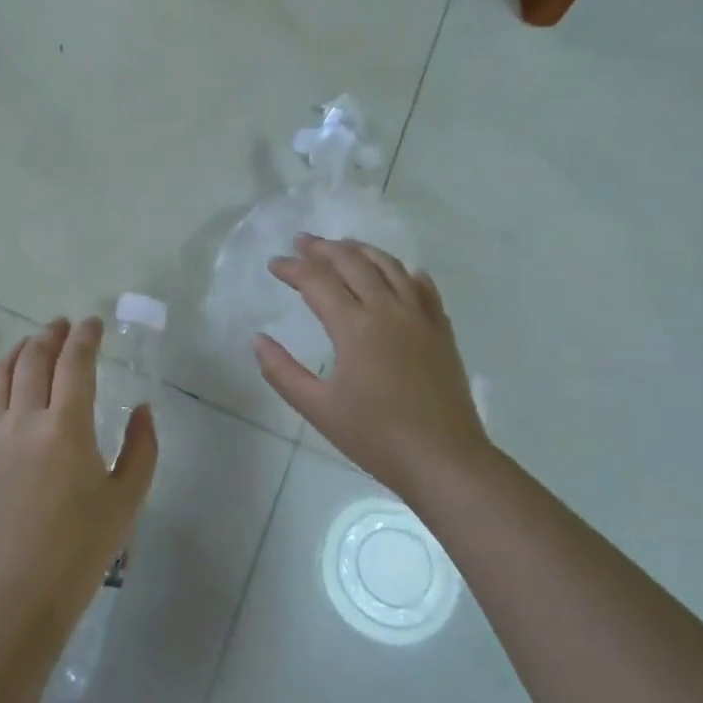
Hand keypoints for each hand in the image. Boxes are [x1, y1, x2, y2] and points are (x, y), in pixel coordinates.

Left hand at [0, 317, 158, 638]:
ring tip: (31, 344)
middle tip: (63, 326)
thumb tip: (143, 409)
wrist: (17, 596)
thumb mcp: (127, 500)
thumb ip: (142, 448)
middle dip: (50, 335)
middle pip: (33, 358)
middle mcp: (23, 420)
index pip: (74, 363)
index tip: (92, 323)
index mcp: (66, 427)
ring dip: (17, 351)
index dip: (85, 337)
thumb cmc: (80, 550)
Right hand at [255, 235, 487, 498]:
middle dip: (323, 248)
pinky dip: (404, 272)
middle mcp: (387, 309)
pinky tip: (397, 273)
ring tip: (342, 247)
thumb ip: (282, 371)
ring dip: (361, 251)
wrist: (444, 460)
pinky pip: (422, 286)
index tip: (274, 265)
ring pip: (389, 265)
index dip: (292, 268)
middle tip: (302, 241)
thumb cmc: (376, 437)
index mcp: (354, 327)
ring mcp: (419, 316)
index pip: (316, 281)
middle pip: (352, 262)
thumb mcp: (318, 408)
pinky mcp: (441, 329)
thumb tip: (258, 340)